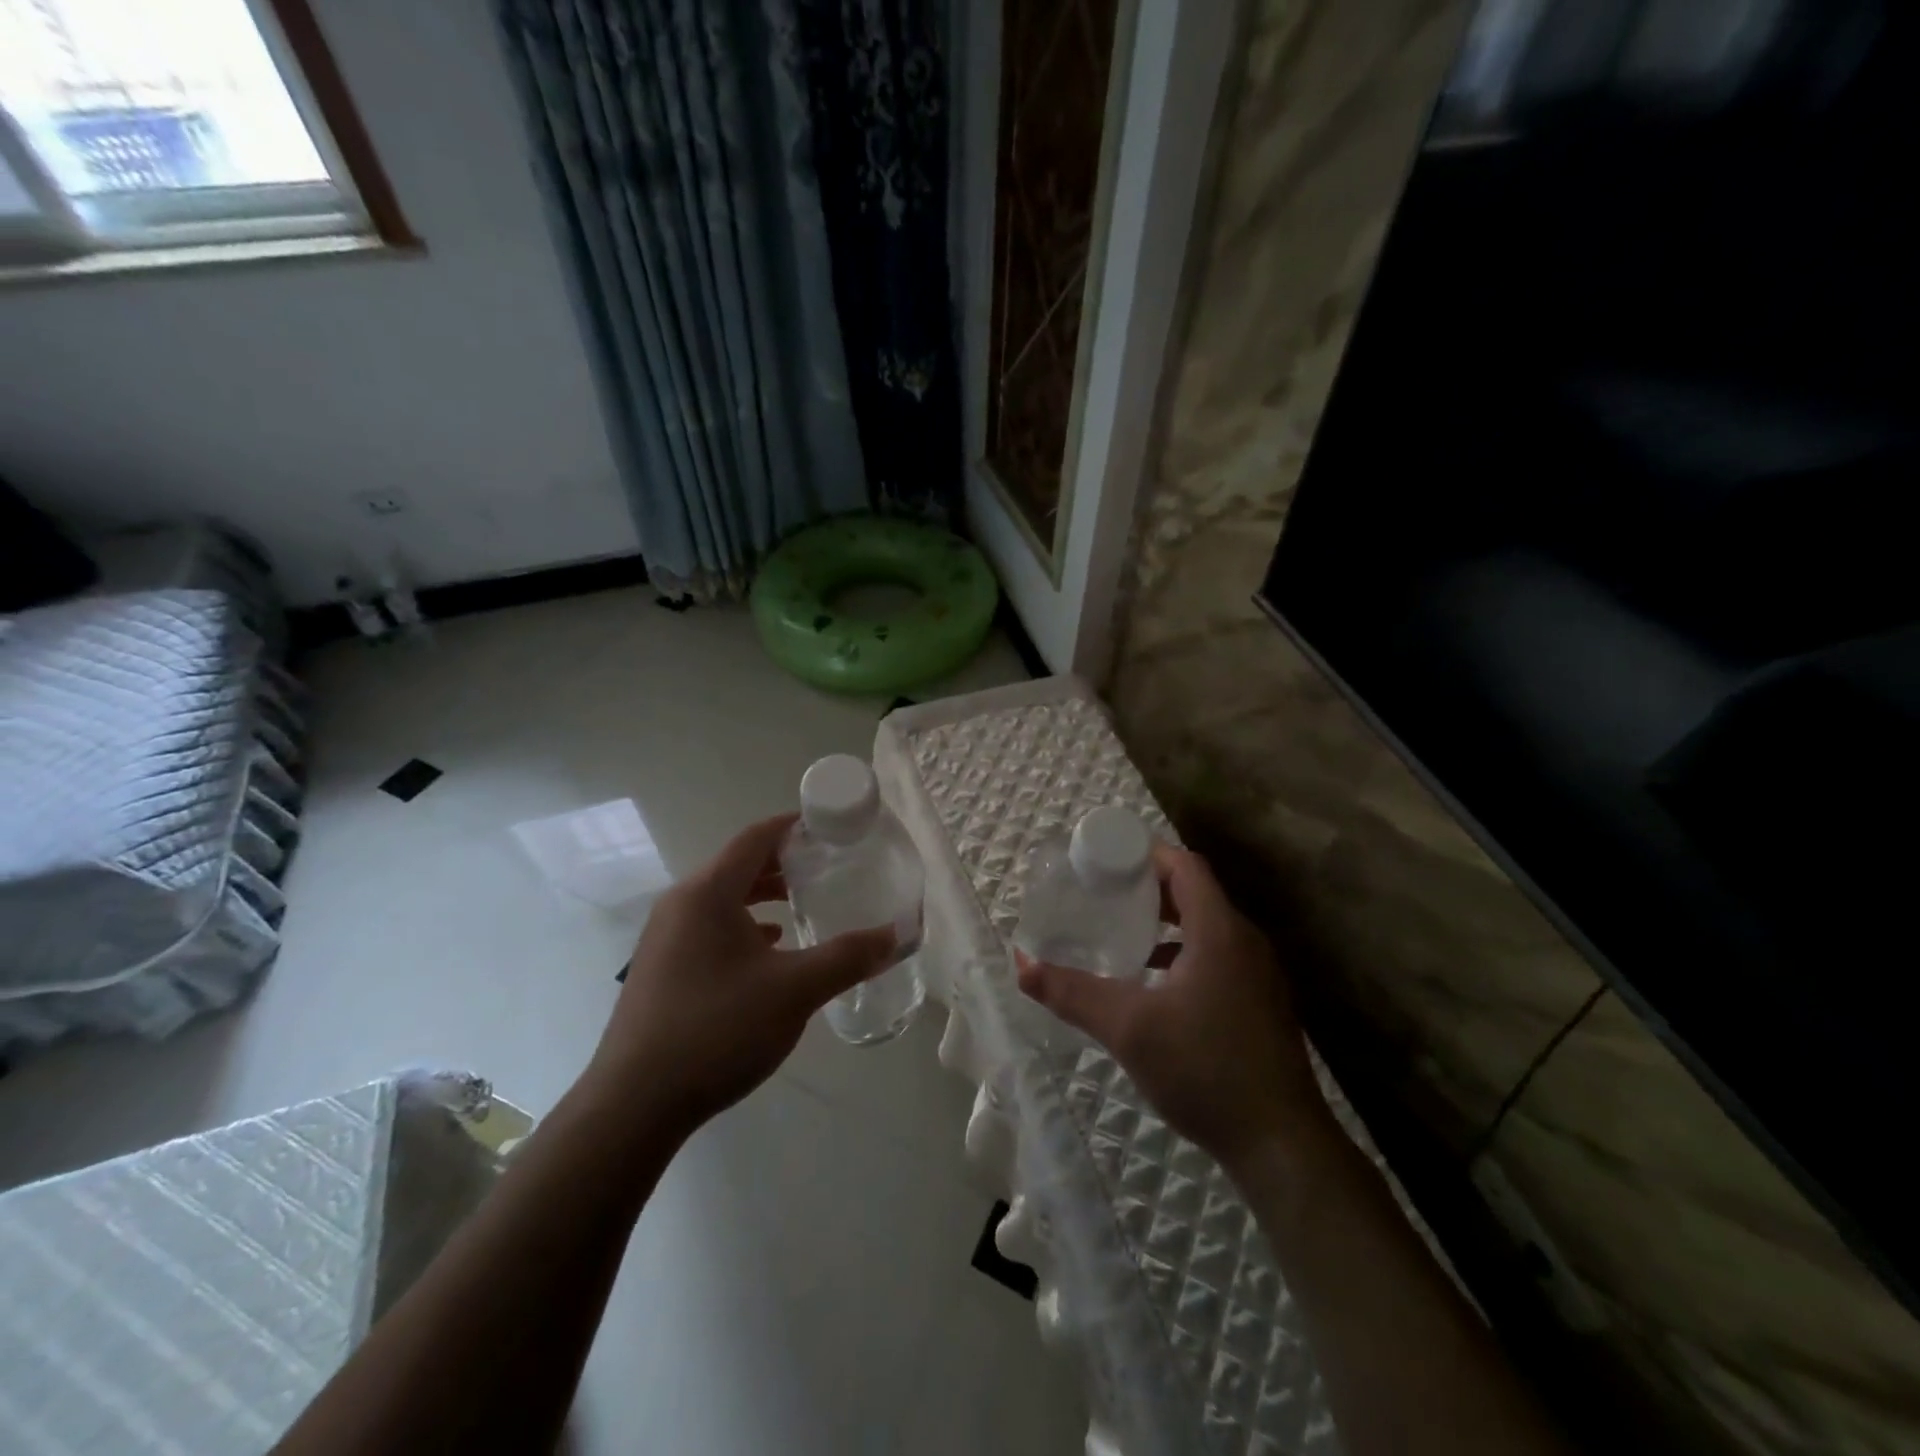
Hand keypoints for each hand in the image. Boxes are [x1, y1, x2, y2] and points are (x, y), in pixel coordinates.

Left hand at [582, 813, 895, 1141]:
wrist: (634, 1104)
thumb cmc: (717, 1030)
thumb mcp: (794, 991)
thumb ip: (848, 957)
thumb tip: (895, 935)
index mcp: (707, 893)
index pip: (755, 837)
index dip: (793, 826)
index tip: (830, 827)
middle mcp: (681, 904)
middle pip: (738, 865)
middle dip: (784, 862)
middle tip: (827, 867)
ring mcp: (665, 938)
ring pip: (723, 899)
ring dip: (763, 895)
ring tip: (802, 903)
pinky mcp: (661, 968)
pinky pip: (709, 928)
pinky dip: (743, 926)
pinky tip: (769, 949)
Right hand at [1017, 842, 1331, 1172]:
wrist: (1282, 1145)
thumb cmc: (1205, 1070)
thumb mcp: (1128, 1028)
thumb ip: (1072, 992)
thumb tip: (1022, 965)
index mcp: (1219, 931)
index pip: (1185, 866)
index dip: (1146, 854)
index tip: (1106, 861)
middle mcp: (1245, 942)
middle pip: (1195, 892)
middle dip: (1149, 887)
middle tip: (1104, 893)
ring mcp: (1259, 974)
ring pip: (1207, 926)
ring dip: (1167, 922)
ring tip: (1122, 931)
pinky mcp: (1261, 1002)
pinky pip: (1218, 955)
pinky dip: (1184, 952)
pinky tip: (1155, 982)